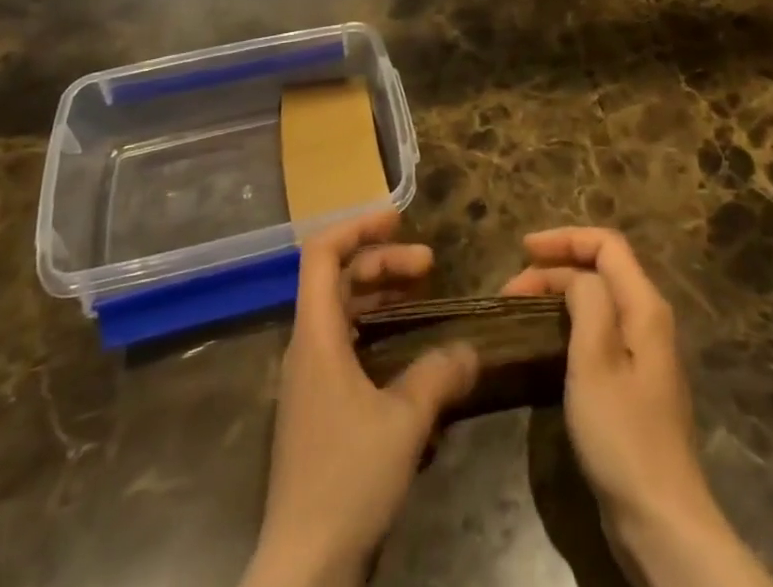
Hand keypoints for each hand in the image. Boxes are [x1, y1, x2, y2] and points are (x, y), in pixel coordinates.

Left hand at [242, 210, 478, 586]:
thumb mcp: (403, 423)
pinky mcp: (318, 410)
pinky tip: (410, 352)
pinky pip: (346, 346)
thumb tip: (470, 350)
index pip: (321, 254)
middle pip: (337, 279)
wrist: (303, 568)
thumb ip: (438, 376)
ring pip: (342, 313)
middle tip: (429, 264)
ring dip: (380, 295)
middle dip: (382, 262)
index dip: (357, 227)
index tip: (398, 220)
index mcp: (315, 336)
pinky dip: (376, 332)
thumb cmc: (346, 479)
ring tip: (423, 294)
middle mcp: (306, 348)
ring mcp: (310, 380)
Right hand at [505, 229, 772, 586]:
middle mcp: (649, 320)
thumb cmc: (622, 435)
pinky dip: (570, 321)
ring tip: (521, 308)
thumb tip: (576, 278)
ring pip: (599, 300)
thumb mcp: (595, 360)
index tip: (523, 250)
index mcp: (644, 306)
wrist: (661, 520)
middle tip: (510, 291)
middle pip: (602, 269)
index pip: (606, 245)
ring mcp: (644, 353)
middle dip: (555, 269)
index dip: (564, 239)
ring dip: (559, 294)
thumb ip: (587, 301)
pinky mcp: (635, 383)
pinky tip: (547, 340)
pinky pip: (600, 330)